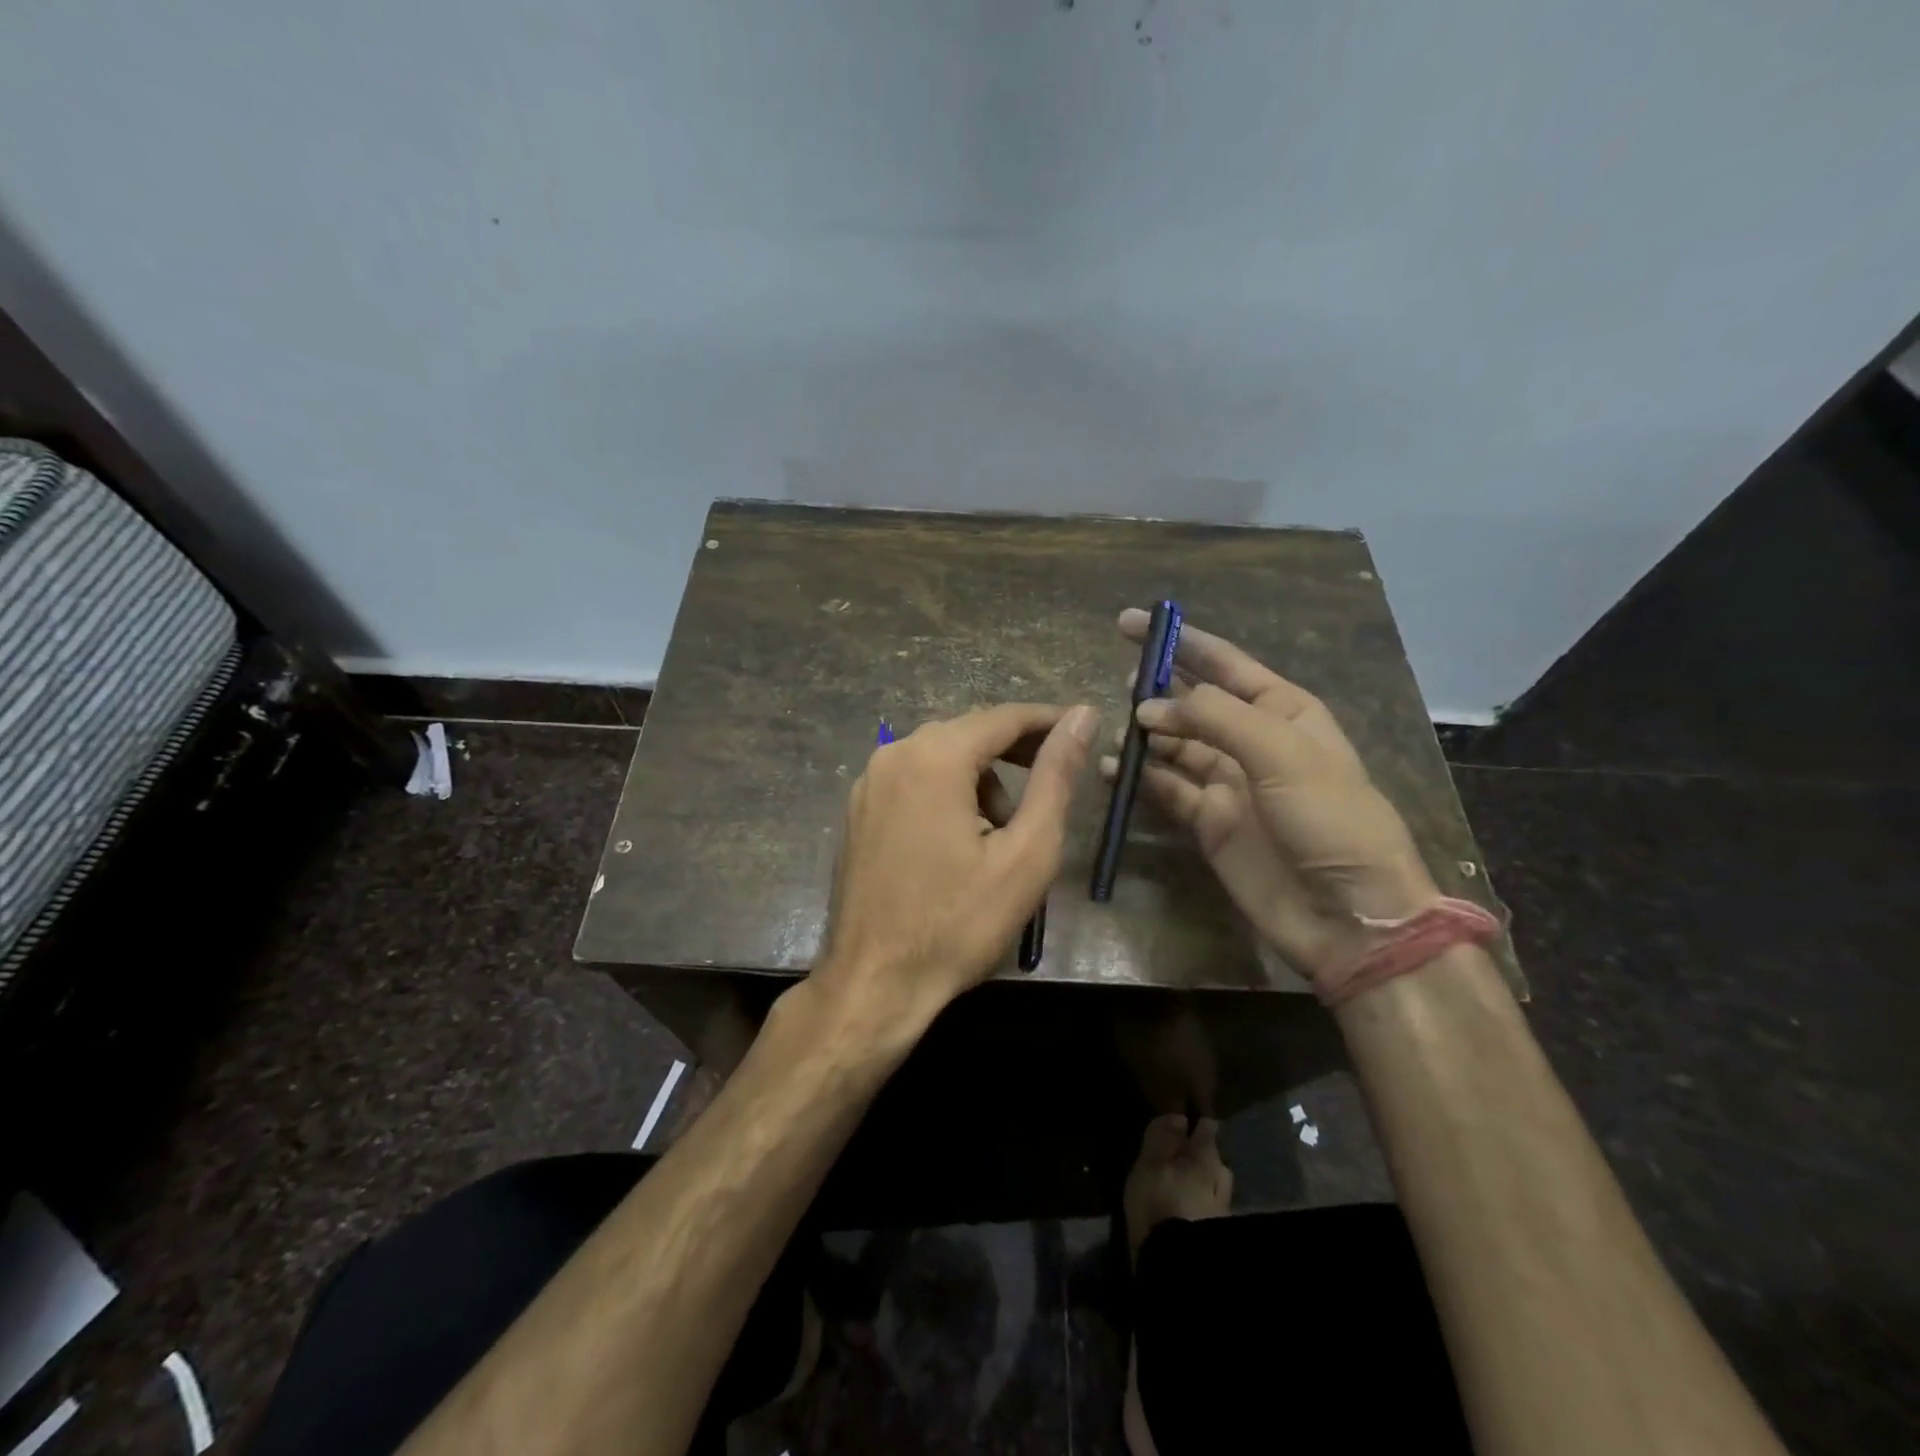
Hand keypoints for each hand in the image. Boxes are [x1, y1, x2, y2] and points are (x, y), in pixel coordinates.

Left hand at [815, 702, 1098, 1032]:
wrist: (874, 984)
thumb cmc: (958, 923)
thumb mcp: (1026, 852)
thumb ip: (1056, 777)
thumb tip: (1083, 716)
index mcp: (934, 757)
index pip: (1004, 717)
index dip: (1049, 722)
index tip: (1084, 731)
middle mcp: (894, 755)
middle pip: (969, 733)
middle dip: (1016, 752)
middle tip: (1053, 783)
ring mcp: (868, 783)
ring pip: (940, 757)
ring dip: (981, 779)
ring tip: (1004, 833)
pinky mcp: (857, 811)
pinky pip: (913, 781)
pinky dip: (947, 793)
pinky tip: (961, 840)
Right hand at [1102, 609, 1436, 986]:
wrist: (1347, 914)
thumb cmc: (1329, 819)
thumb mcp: (1281, 753)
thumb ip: (1215, 718)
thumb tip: (1149, 707)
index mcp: (1283, 711)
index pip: (1223, 664)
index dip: (1179, 641)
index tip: (1131, 624)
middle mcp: (1252, 740)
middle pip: (1194, 702)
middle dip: (1157, 689)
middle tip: (1119, 684)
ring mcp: (1228, 782)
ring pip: (1175, 745)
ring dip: (1145, 735)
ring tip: (1112, 730)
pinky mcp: (1208, 820)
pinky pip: (1166, 788)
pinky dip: (1140, 777)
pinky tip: (1114, 770)